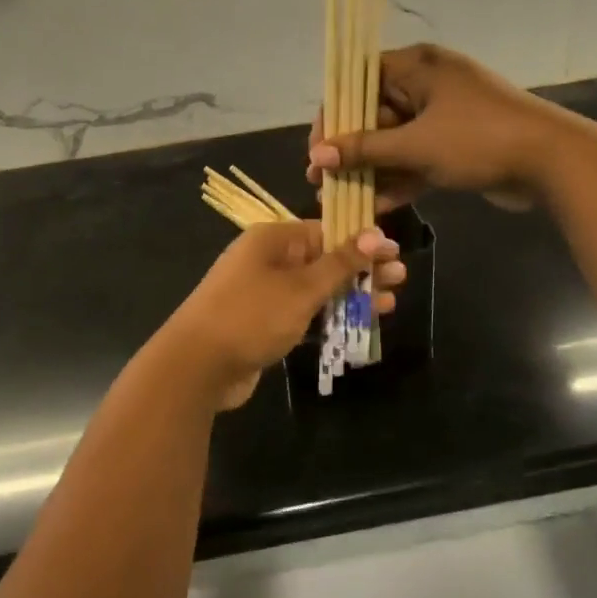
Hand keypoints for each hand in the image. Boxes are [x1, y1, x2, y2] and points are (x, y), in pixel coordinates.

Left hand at [159, 221, 403, 408]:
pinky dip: (330, 316)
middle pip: (325, 259)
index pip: (326, 230)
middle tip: (400, 279)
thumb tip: (374, 234)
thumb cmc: (251, 315)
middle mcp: (269, 260)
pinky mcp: (266, 323)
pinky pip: (306, 313)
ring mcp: (266, 293)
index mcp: (274, 239)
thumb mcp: (301, 288)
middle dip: (362, 270)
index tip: (394, 252)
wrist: (196, 367)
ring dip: (351, 295)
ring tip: (389, 303)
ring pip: (318, 289)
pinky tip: (360, 324)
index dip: (362, 241)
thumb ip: (339, 263)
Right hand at [307, 44, 572, 211]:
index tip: (318, 145)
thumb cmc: (479, 139)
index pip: (360, 79)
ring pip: (395, 141)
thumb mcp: (416, 144)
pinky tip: (375, 207)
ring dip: (371, 169)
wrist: (553, 162)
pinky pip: (417, 159)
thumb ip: (365, 149)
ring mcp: (444, 117)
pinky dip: (399, 179)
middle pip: (375, 114)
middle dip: (350, 149)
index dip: (334, 111)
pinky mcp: (456, 146)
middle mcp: (428, 85)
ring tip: (341, 198)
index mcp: (418, 66)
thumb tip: (318, 155)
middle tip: (321, 179)